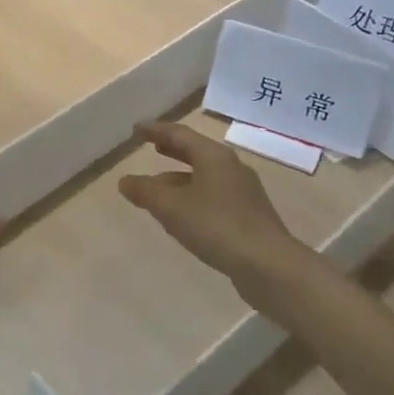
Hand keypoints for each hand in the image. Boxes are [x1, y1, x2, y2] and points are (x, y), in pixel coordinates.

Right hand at [118, 122, 309, 286]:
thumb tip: (125, 181)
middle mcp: (231, 168)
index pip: (180, 134)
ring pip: (205, 177)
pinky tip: (183, 215)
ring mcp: (243, 193)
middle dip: (172, 150)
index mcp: (214, 157)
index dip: (156, 130)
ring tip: (159, 187)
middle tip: (152, 147)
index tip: (137, 129)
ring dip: (180, 178)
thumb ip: (145, 191)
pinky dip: (193, 197)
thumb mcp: (171, 207)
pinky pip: (213, 197)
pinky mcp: (249, 216)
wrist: (268, 265)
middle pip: (196, 153)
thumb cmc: (216, 226)